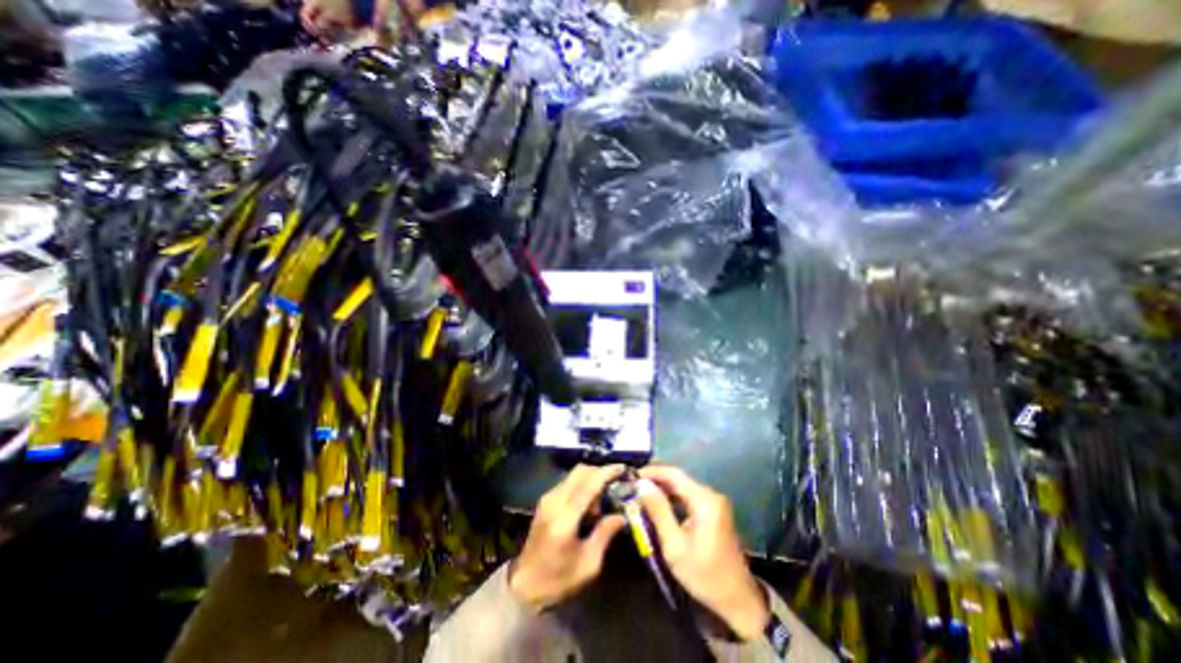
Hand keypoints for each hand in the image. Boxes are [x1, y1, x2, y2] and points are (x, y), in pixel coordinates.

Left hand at [514, 466, 630, 610]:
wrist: (523, 587)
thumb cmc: (558, 580)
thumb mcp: (588, 564)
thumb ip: (605, 534)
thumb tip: (622, 515)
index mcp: (565, 517)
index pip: (588, 484)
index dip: (607, 473)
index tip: (623, 468)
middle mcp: (554, 501)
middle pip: (580, 471)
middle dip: (600, 471)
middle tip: (616, 482)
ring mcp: (547, 499)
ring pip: (573, 475)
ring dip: (591, 478)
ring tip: (603, 498)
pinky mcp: (545, 501)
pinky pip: (568, 483)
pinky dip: (582, 485)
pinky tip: (589, 504)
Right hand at [636, 464, 765, 640]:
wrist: (738, 600)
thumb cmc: (704, 575)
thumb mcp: (675, 545)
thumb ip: (658, 511)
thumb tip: (642, 485)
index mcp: (704, 500)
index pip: (674, 474)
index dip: (652, 471)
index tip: (632, 476)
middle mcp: (711, 495)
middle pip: (679, 479)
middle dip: (656, 480)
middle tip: (633, 487)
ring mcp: (714, 503)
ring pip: (683, 487)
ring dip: (663, 489)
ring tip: (642, 495)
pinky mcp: (714, 511)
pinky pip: (689, 497)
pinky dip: (673, 498)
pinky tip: (659, 505)